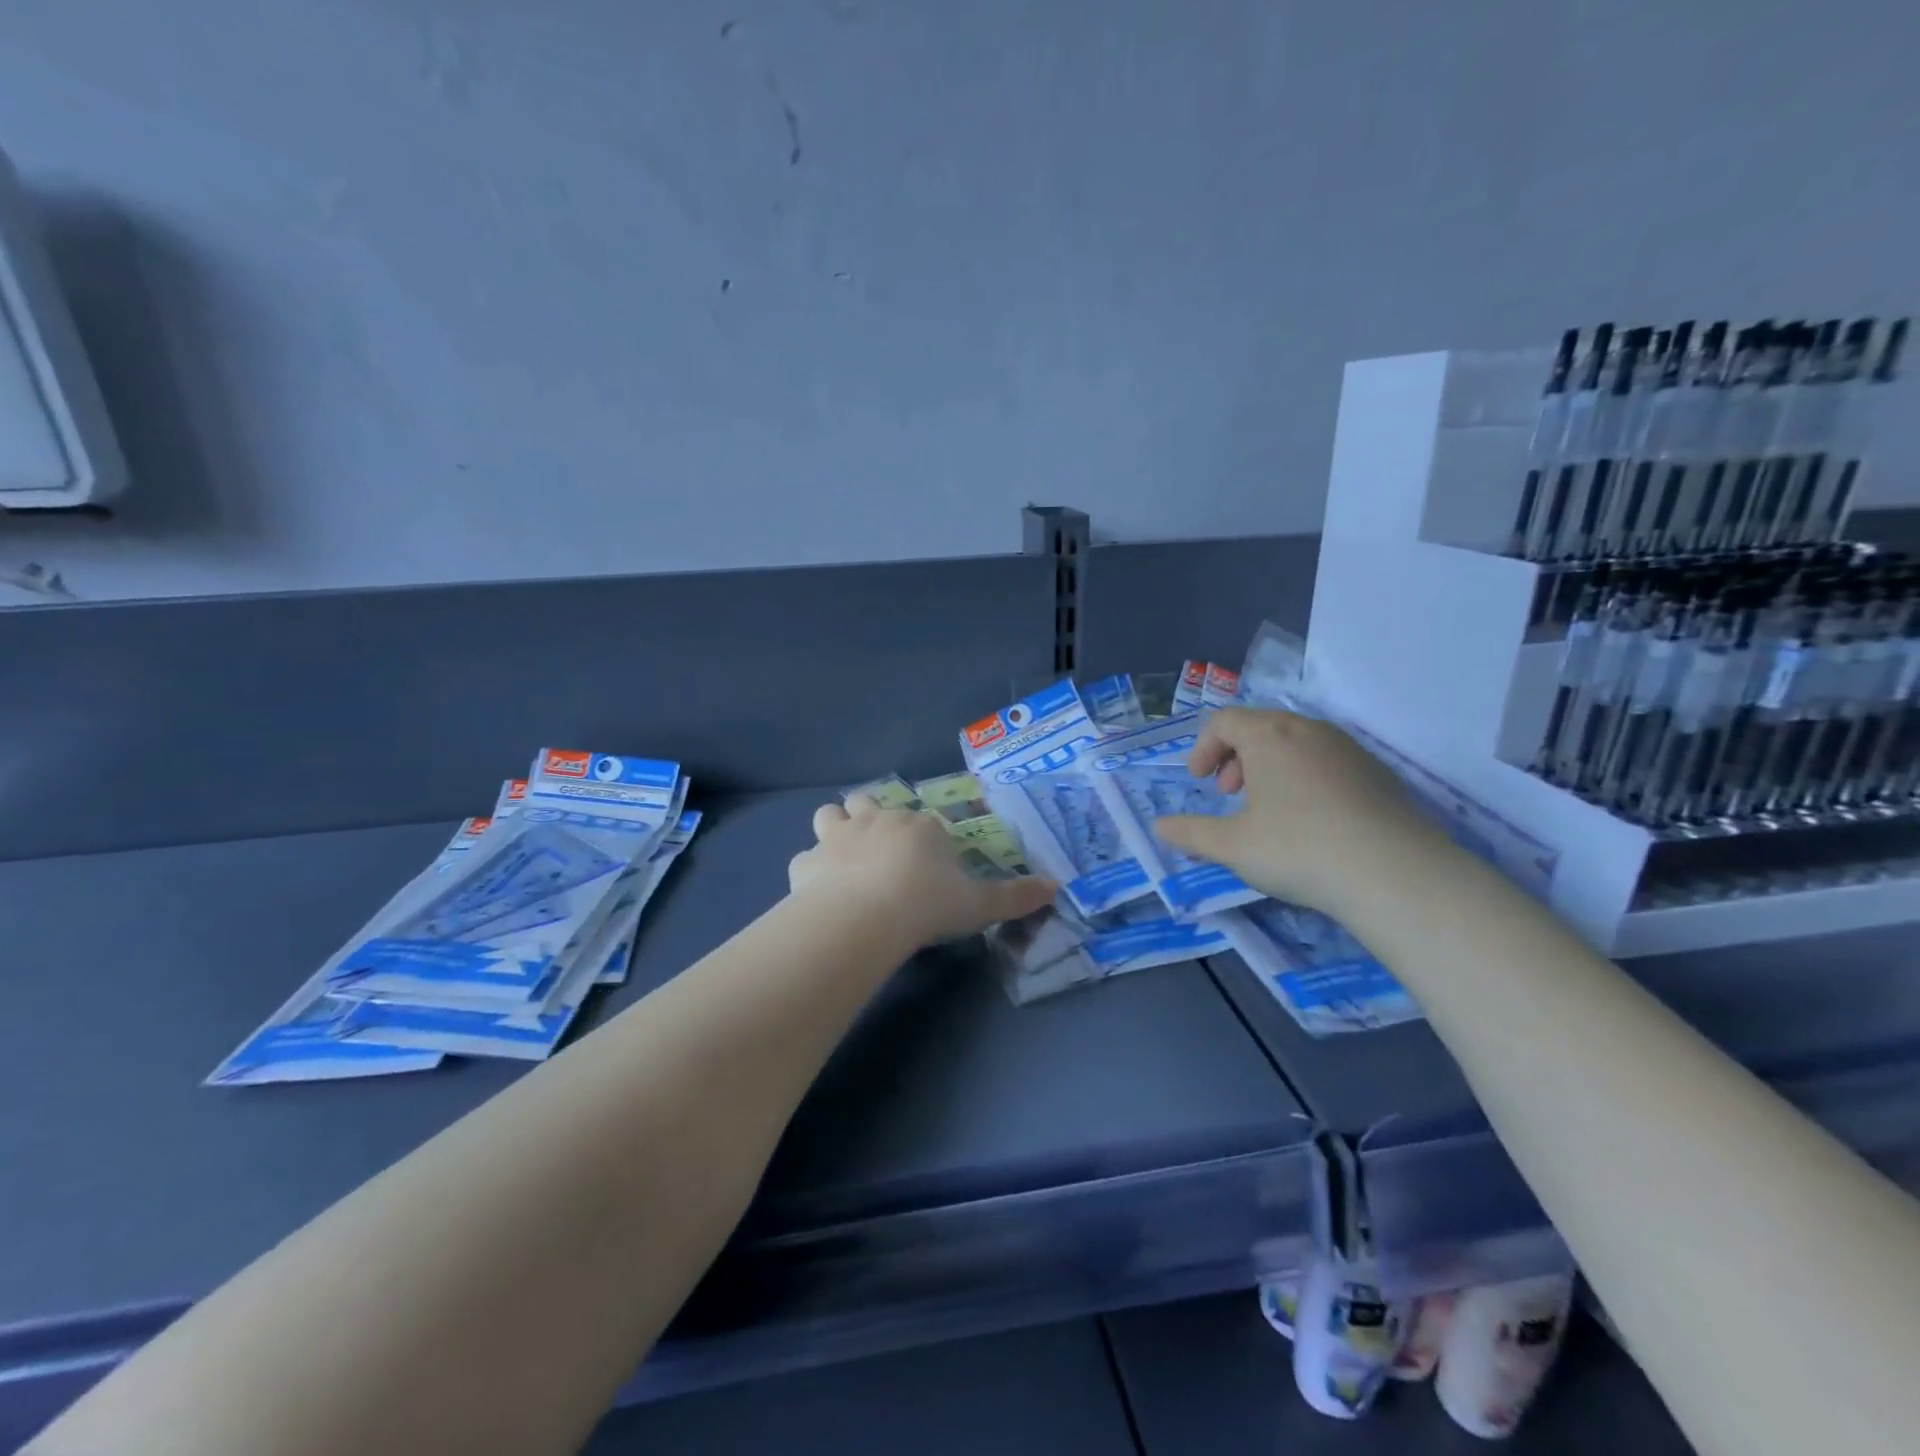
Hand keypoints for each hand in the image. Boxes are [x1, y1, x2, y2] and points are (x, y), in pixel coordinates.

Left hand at [788, 796, 1057, 948]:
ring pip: (828, 814)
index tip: (927, 862)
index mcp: (919, 826)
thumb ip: (1016, 896)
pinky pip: (804, 859)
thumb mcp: (981, 904)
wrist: (867, 915)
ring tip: (842, 856)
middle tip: (878, 848)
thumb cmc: (929, 903)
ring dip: (834, 829)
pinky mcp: (805, 863)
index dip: (923, 836)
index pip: (922, 819)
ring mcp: (836, 838)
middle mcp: (876, 820)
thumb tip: (1057, 888)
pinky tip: (818, 892)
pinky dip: (811, 871)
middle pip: (867, 802)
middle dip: (870, 817)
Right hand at [1153, 707, 1450, 917]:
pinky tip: (1311, 821)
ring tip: (1268, 809)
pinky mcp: (1378, 773)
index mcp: (1269, 736)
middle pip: (1261, 726)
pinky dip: (1304, 778)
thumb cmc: (1298, 848)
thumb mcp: (1231, 846)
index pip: (1224, 720)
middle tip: (1230, 794)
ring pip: (1296, 742)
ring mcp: (1349, 749)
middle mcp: (1309, 730)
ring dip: (1270, 767)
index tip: (1199, 782)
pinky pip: (1327, 761)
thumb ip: (1191, 833)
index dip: (1203, 748)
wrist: (1394, 873)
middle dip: (1236, 756)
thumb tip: (1160, 827)